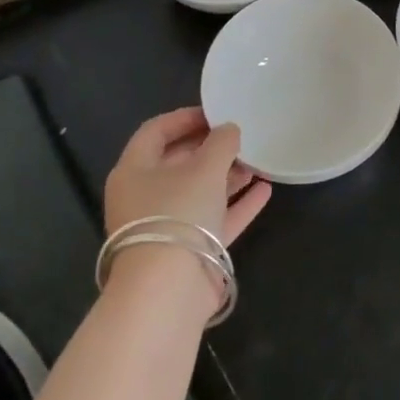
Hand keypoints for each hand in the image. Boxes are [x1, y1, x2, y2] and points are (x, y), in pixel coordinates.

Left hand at [104, 107, 270, 246]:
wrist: (168, 289)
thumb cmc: (178, 213)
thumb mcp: (205, 168)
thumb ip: (221, 142)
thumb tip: (229, 130)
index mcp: (134, 171)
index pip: (155, 132)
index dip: (185, 117)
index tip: (217, 111)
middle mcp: (145, 196)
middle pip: (178, 162)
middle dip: (211, 148)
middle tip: (241, 136)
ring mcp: (166, 225)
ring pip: (198, 191)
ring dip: (227, 176)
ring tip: (258, 162)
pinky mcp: (188, 250)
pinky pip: (214, 219)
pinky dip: (237, 204)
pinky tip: (264, 191)